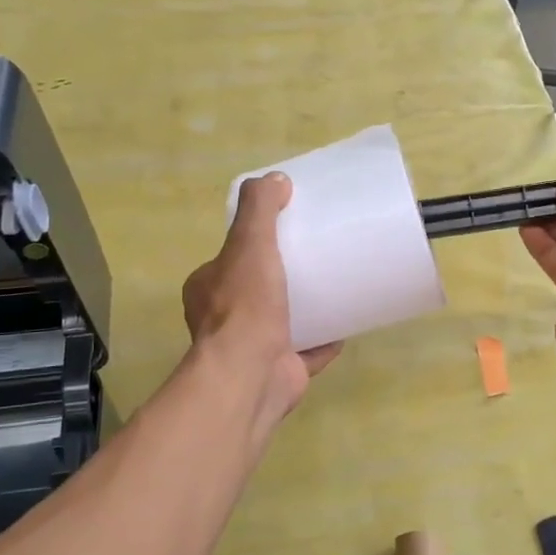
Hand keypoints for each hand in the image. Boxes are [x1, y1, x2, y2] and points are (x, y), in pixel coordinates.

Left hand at [182, 172, 341, 420]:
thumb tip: (276, 179)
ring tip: (335, 286)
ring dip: (305, 308)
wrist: (251, 375)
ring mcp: (253, 348)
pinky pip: (308, 350)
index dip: (254, 244)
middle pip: (258, 290)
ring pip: (282, 321)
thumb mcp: (249, 243)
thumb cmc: (245, 306)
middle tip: (317, 257)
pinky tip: (347, 325)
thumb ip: (260, 209)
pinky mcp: (281, 370)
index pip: (230, 259)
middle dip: (283, 277)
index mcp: (208, 288)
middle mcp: (224, 320)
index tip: (285, 232)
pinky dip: (325, 340)